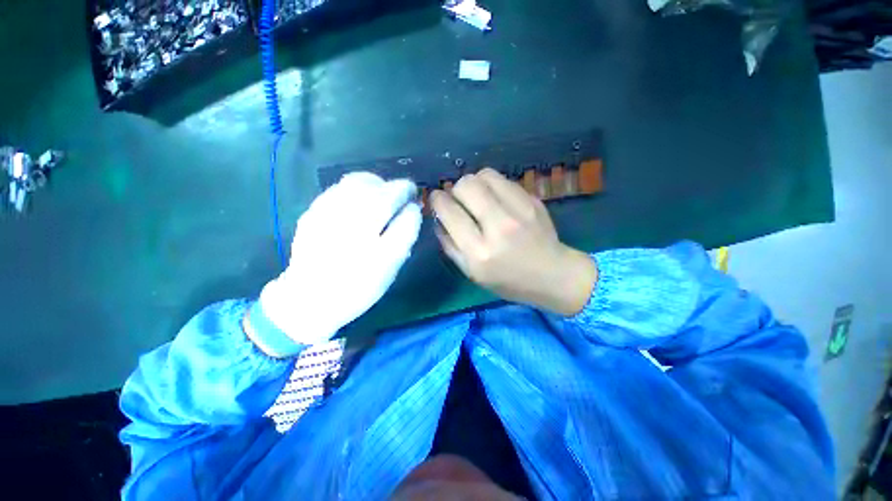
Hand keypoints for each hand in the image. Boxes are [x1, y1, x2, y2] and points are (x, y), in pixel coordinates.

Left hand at [254, 172, 421, 352]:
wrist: (310, 298)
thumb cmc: (358, 287)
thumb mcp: (390, 268)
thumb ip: (404, 236)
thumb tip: (412, 210)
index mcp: (376, 248)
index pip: (402, 215)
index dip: (411, 203)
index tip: (415, 201)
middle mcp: (353, 228)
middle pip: (382, 193)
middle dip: (398, 188)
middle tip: (405, 192)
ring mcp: (329, 217)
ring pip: (359, 184)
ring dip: (378, 183)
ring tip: (384, 191)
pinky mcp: (313, 213)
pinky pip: (340, 188)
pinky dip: (357, 186)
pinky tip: (361, 197)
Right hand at [430, 168, 596, 315]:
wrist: (552, 274)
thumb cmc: (508, 280)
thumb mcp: (472, 273)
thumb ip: (450, 246)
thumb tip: (438, 218)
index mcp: (479, 252)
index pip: (449, 212)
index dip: (437, 200)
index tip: (437, 200)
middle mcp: (498, 227)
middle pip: (466, 185)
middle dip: (454, 189)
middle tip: (459, 201)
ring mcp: (519, 210)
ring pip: (484, 175)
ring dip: (474, 183)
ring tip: (477, 197)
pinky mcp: (532, 200)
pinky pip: (503, 179)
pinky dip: (492, 185)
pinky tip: (496, 199)